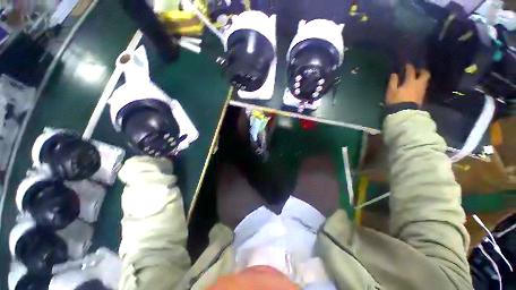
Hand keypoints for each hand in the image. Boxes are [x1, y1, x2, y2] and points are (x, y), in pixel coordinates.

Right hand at [386, 64, 430, 105]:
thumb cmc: (396, 100)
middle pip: (425, 74)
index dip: (409, 67)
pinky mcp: (422, 97)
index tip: (407, 65)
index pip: (411, 71)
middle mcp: (419, 84)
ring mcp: (422, 91)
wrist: (404, 113)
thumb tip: (394, 74)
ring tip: (417, 78)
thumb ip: (393, 82)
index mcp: (411, 81)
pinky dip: (420, 85)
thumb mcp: (391, 91)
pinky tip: (416, 86)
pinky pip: (423, 87)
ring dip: (422, 78)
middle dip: (421, 71)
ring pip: (425, 81)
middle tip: (417, 71)